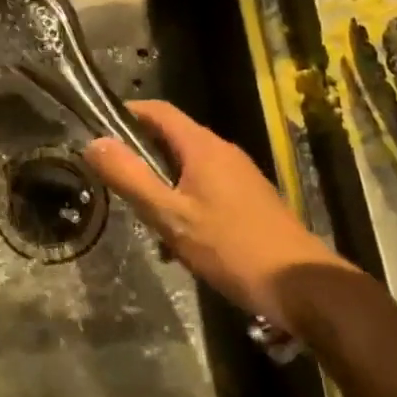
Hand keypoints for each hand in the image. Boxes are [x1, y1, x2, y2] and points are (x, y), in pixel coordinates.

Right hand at [85, 100, 350, 332]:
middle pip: (172, 138)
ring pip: (188, 167)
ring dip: (162, 185)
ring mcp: (240, 175)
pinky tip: (180, 241)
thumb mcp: (171, 216)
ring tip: (145, 219)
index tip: (97, 129)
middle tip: (115, 182)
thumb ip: (130, 178)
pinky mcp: (250, 200)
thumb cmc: (231, 247)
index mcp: (203, 146)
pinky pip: (206, 187)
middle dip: (141, 156)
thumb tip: (94, 143)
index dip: (127, 113)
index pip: (158, 110)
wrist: (302, 286)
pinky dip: (184, 201)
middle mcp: (223, 152)